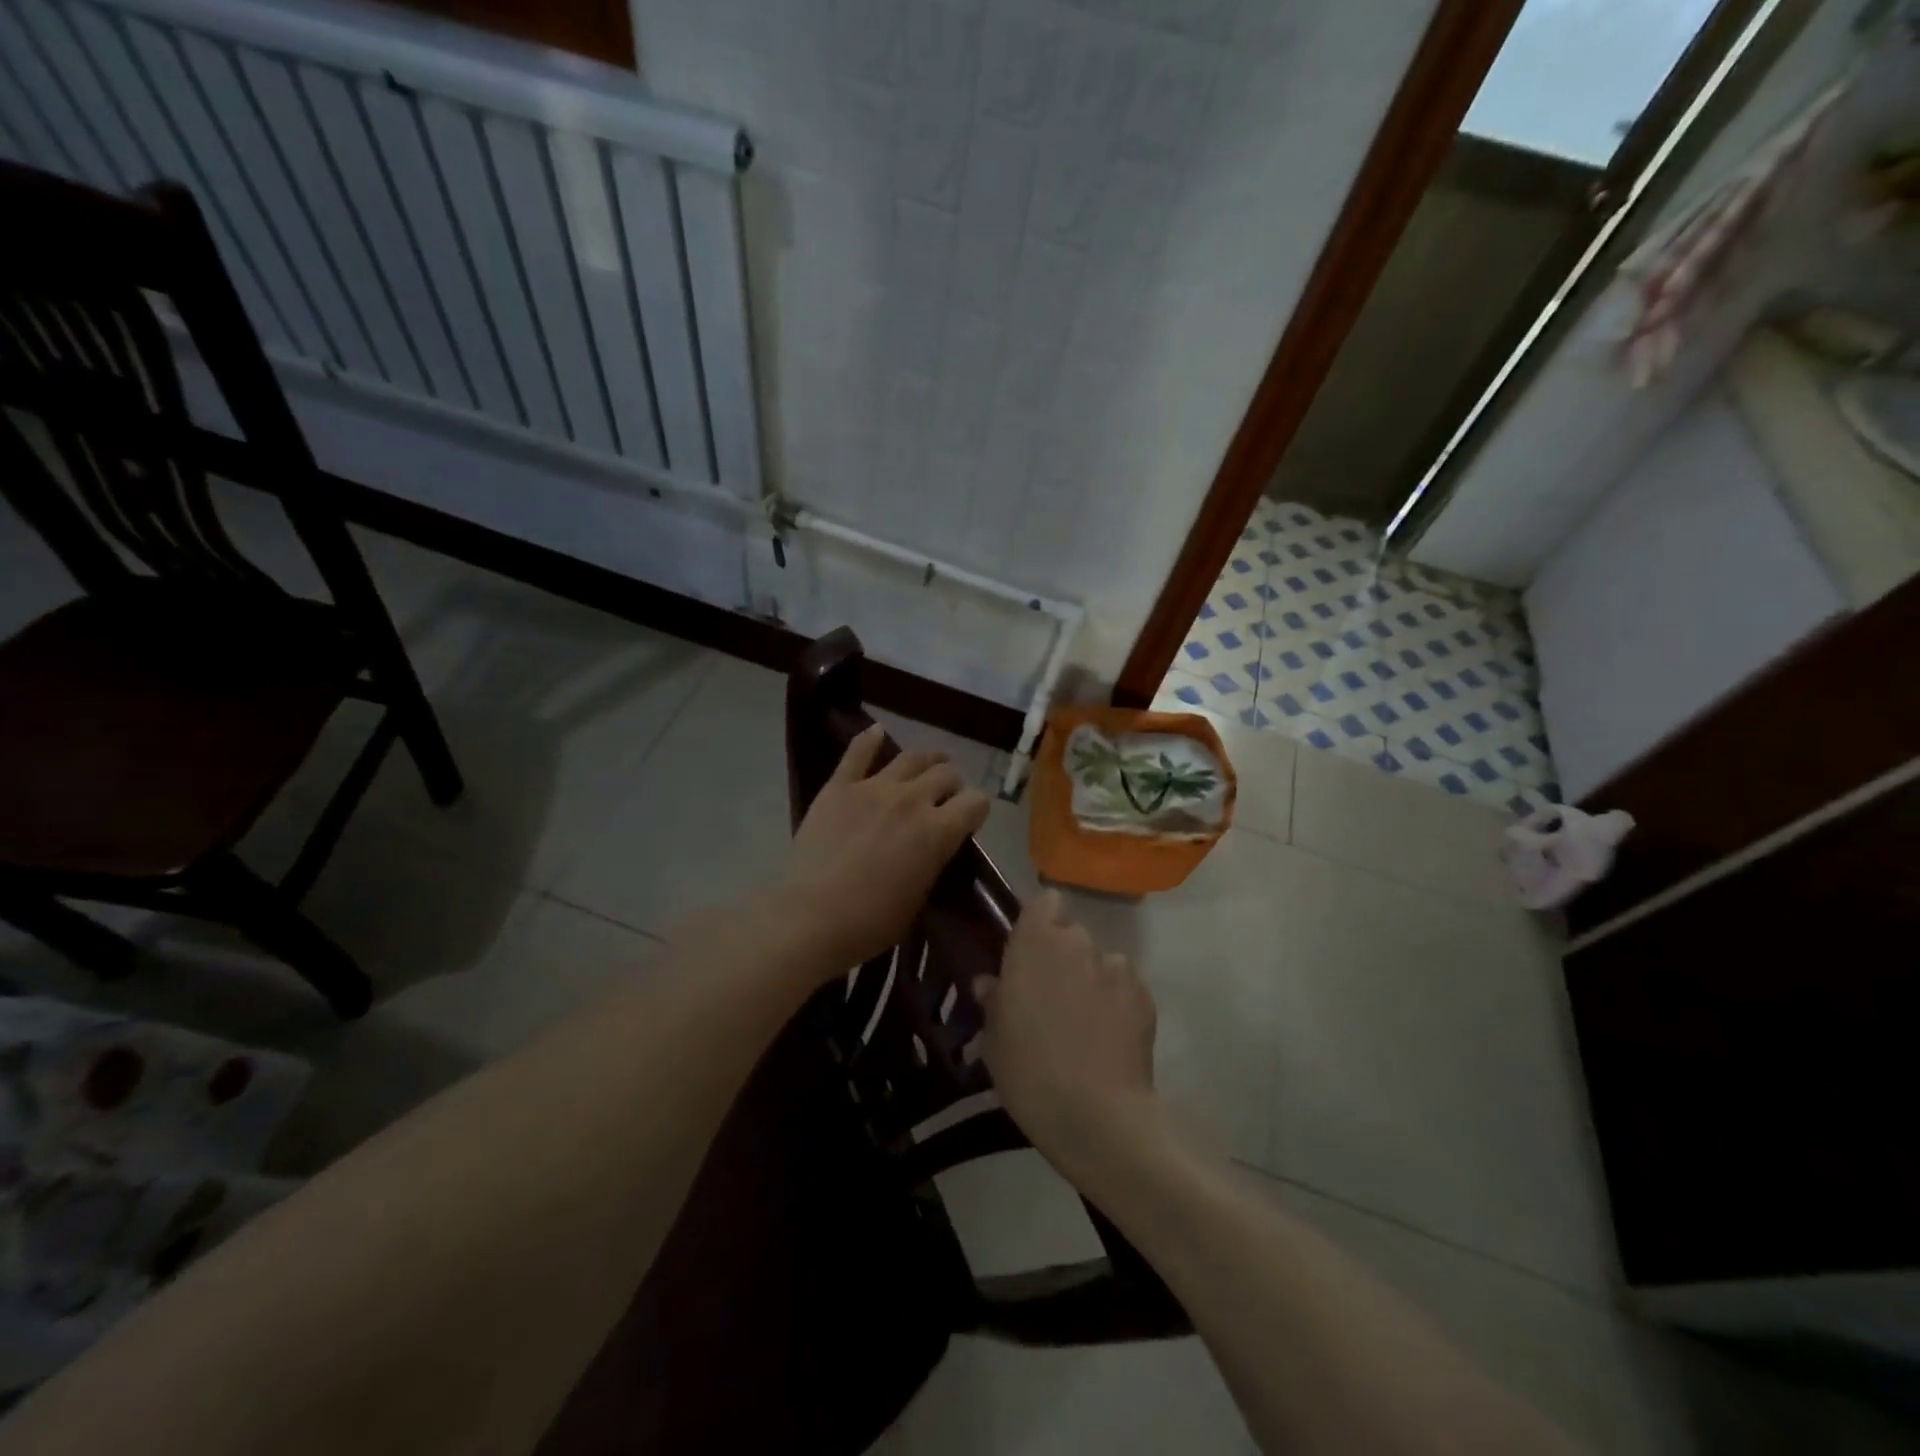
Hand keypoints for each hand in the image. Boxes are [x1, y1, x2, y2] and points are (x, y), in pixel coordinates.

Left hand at [773, 725, 990, 977]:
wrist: (811, 917)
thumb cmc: (870, 922)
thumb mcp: (919, 898)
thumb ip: (933, 863)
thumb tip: (935, 848)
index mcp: (938, 832)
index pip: (976, 802)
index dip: (976, 810)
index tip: (969, 820)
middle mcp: (912, 800)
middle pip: (946, 775)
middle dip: (952, 784)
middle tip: (945, 797)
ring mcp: (874, 788)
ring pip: (911, 757)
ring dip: (927, 759)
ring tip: (930, 762)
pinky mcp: (839, 786)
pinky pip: (857, 753)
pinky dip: (869, 739)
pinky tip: (877, 732)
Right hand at [974, 891, 1159, 1174]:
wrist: (1096, 1114)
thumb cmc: (1029, 1071)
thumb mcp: (994, 1039)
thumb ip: (993, 1001)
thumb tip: (989, 983)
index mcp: (1034, 943)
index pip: (1043, 902)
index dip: (1040, 921)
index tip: (1030, 948)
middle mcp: (1077, 943)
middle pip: (1071, 933)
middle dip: (1063, 955)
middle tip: (1052, 994)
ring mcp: (1115, 967)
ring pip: (1100, 961)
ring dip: (1092, 978)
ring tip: (1086, 1020)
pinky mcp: (1144, 994)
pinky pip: (1125, 985)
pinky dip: (1118, 1001)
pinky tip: (1110, 1036)